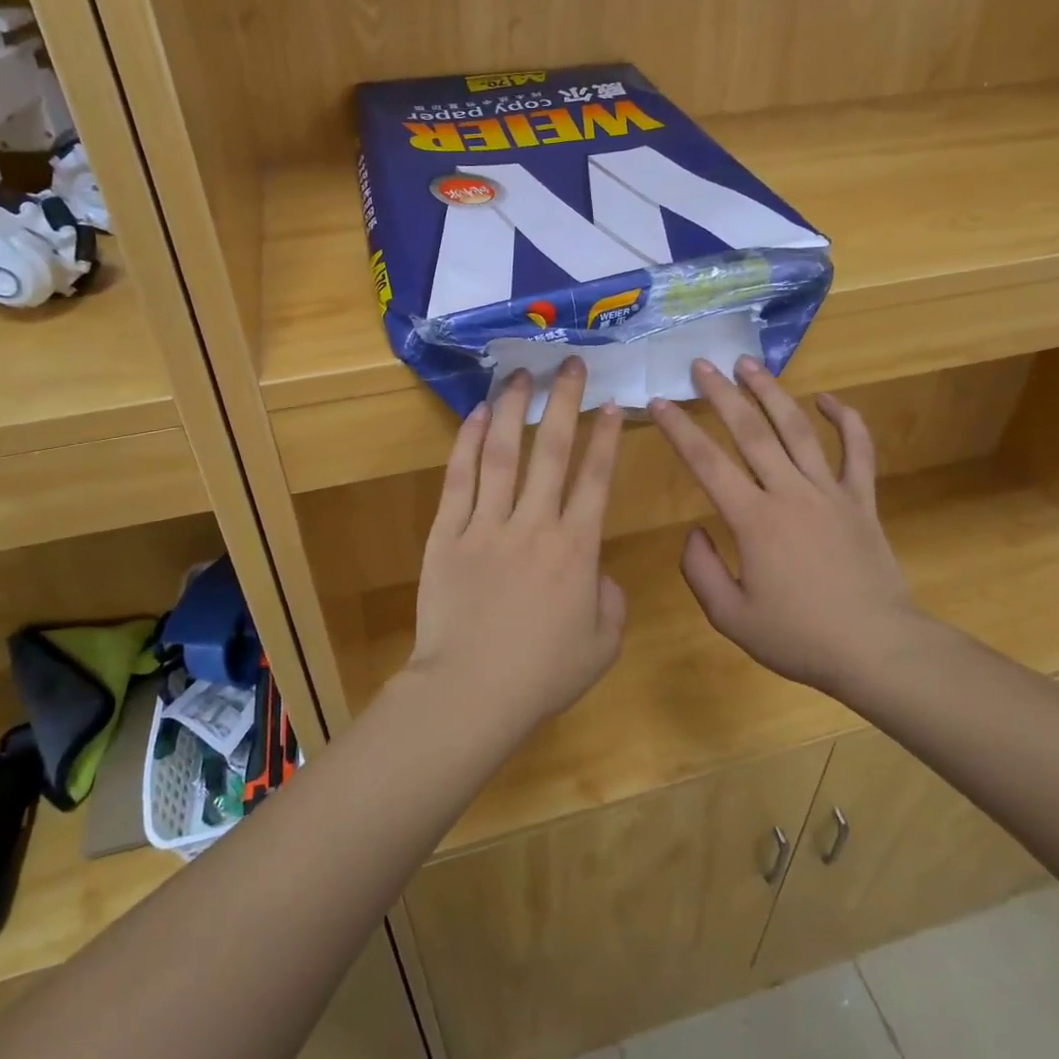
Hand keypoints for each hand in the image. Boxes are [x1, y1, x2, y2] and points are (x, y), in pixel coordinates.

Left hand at [409, 361, 626, 729]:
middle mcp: (534, 524)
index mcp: (576, 548)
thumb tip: (596, 569)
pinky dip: (467, 442)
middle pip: (552, 450)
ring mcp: (486, 525)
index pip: (596, 478)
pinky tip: (478, 413)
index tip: (611, 403)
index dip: (606, 437)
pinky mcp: (447, 534)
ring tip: (522, 374)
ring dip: (515, 409)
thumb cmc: (541, 675)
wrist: (469, 694)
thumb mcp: (601, 644)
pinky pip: (458, 479)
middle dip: (565, 401)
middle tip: (571, 364)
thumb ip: (611, 599)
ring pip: (502, 453)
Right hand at [650, 356, 944, 695]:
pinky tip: (828, 399)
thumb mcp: (731, 617)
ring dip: (771, 392)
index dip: (679, 429)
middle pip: (751, 431)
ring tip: (748, 363)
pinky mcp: (861, 500)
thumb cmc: (800, 637)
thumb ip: (700, 569)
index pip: (706, 462)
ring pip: (797, 429)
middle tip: (701, 365)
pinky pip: (857, 451)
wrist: (878, 651)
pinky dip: (846, 420)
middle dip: (721, 394)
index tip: (659, 402)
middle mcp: (790, 493)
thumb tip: (694, 531)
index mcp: (754, 520)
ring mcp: (830, 492)